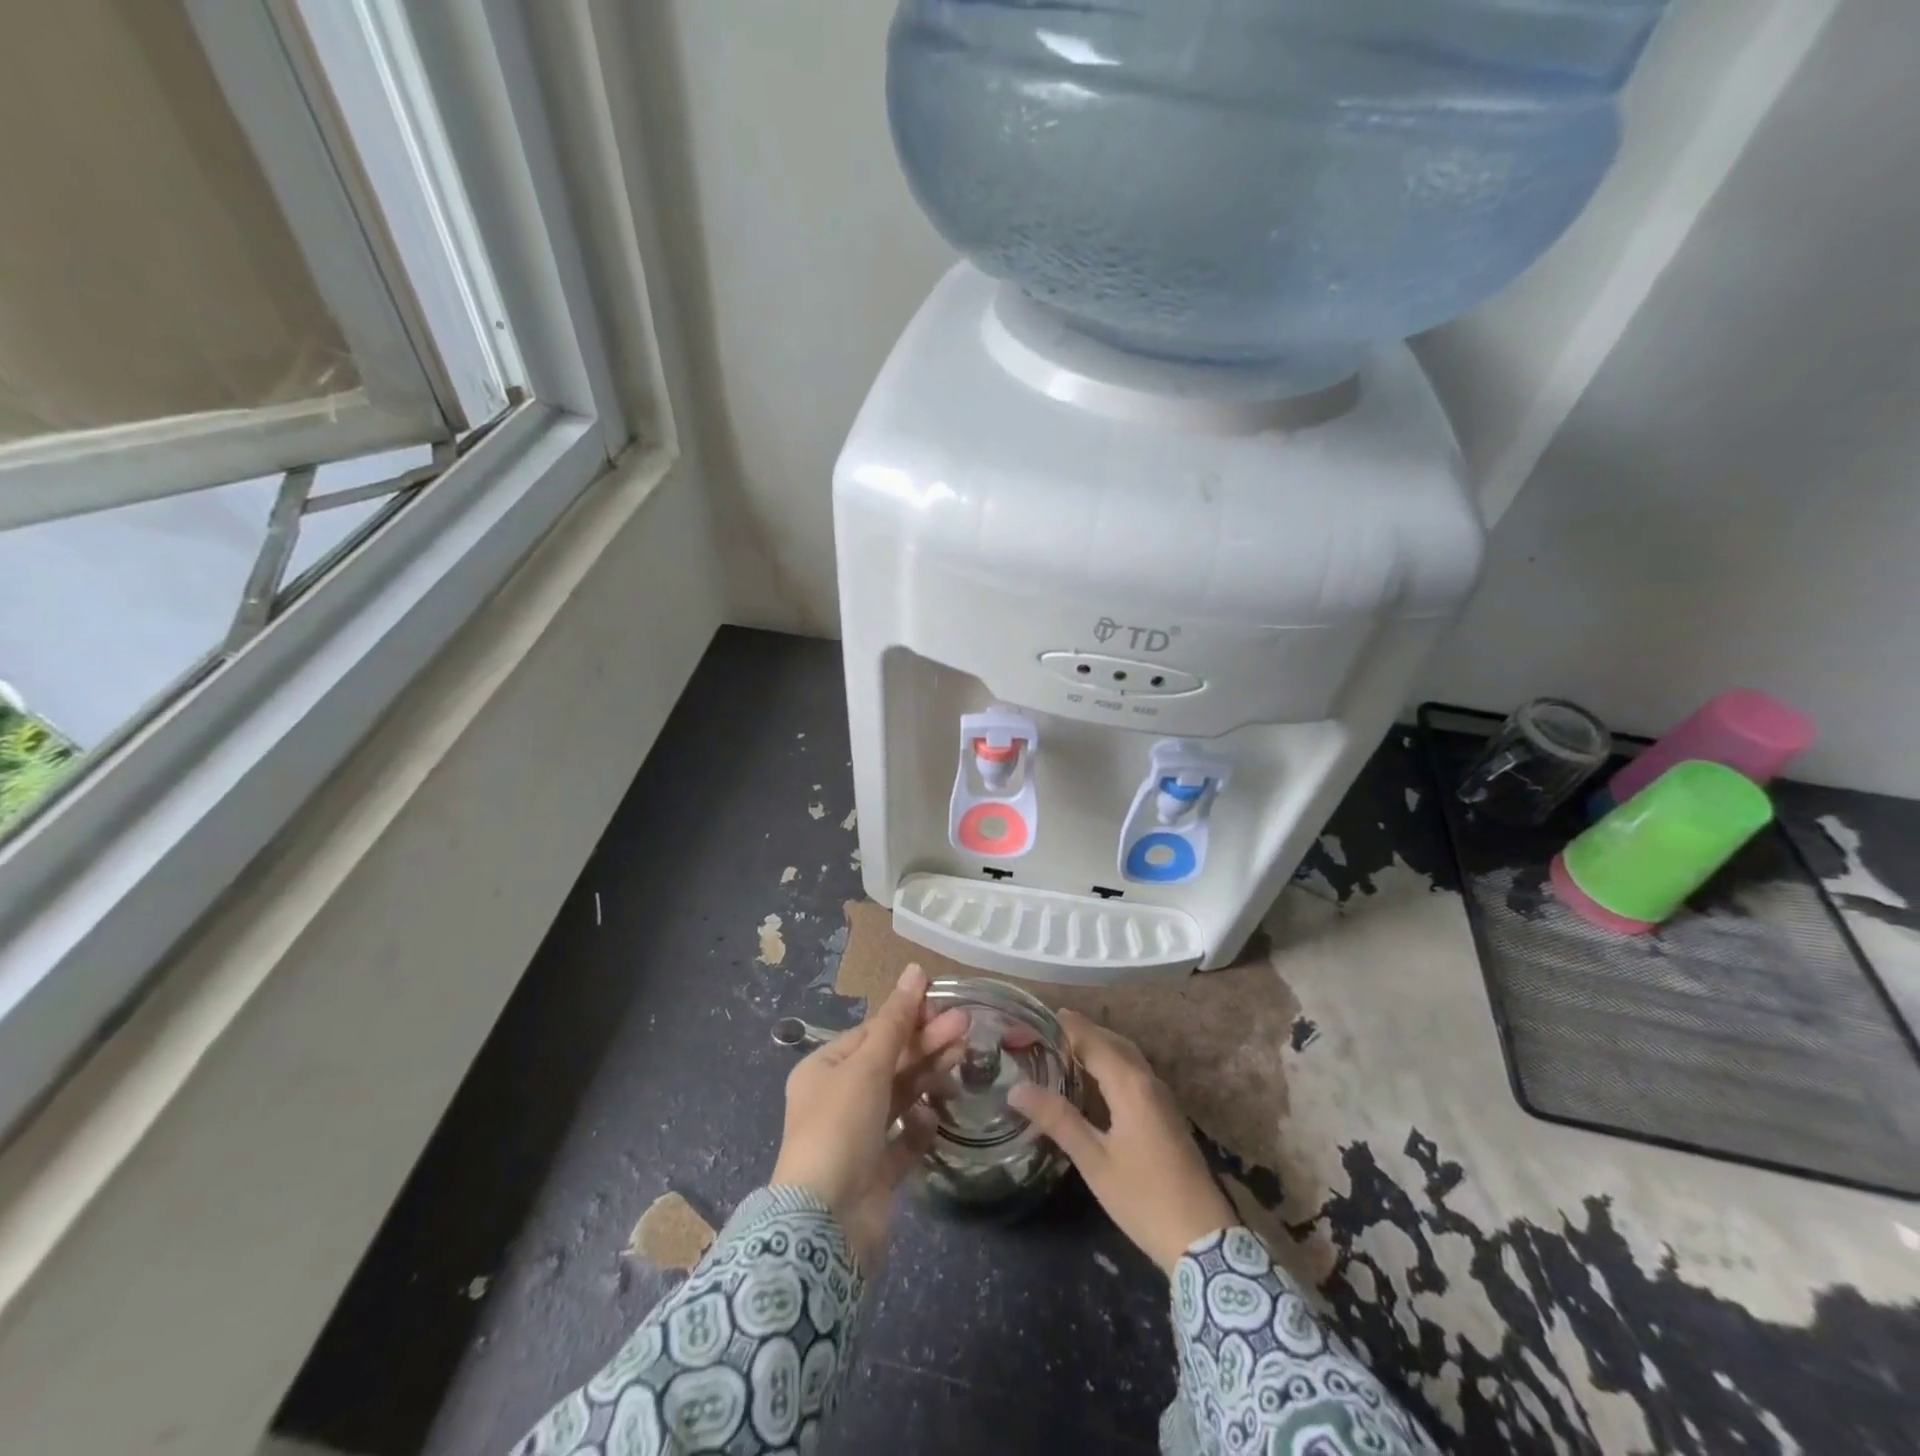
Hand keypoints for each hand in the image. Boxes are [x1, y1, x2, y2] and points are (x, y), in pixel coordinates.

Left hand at [770, 965, 968, 1269]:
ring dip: (929, 1075)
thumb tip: (915, 970)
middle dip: (926, 1043)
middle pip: (890, 1062)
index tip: (944, 1005)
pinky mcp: (878, 1171)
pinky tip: (935, 1116)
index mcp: (825, 1069)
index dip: (908, 1017)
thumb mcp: (867, 1065)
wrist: (826, 1225)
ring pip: (901, 1096)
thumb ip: (896, 1020)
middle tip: (966, 1025)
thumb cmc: (840, 1128)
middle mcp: (839, 1099)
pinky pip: (904, 1139)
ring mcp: (859, 1137)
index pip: (872, 1033)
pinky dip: (920, 1125)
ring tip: (963, 1057)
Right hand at [1008, 1009, 1234, 1272]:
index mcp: (1129, 1084)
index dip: (1061, 1027)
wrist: (1204, 1239)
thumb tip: (1017, 1088)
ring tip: (1062, 1048)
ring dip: (1096, 1045)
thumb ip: (1057, 1119)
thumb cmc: (1143, 1198)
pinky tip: (1094, 1079)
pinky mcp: (1166, 1112)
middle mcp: (1148, 1080)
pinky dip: (1111, 1062)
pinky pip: (1134, 1071)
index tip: (1031, 1021)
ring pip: (1125, 1055)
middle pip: (1110, 1041)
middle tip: (1042, 1031)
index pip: (1091, 1039)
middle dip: (1078, 1031)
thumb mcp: (1094, 1161)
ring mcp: (1161, 1096)